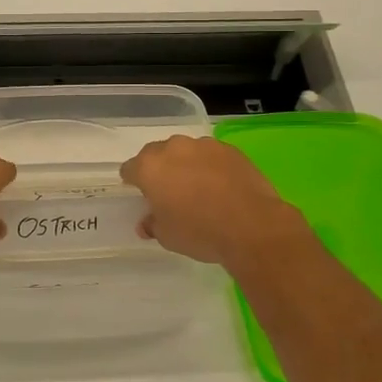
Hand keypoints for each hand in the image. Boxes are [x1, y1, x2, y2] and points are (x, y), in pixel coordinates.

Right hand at [120, 135, 309, 270]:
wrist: (251, 225)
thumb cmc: (199, 232)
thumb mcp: (167, 236)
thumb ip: (153, 224)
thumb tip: (147, 222)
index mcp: (149, 167)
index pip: (130, 169)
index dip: (133, 183)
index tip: (142, 196)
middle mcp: (173, 148)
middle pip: (157, 155)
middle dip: (160, 170)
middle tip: (170, 193)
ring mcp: (203, 145)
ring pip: (186, 152)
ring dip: (186, 165)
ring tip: (199, 189)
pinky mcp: (229, 149)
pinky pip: (211, 155)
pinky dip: (211, 166)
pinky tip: (221, 186)